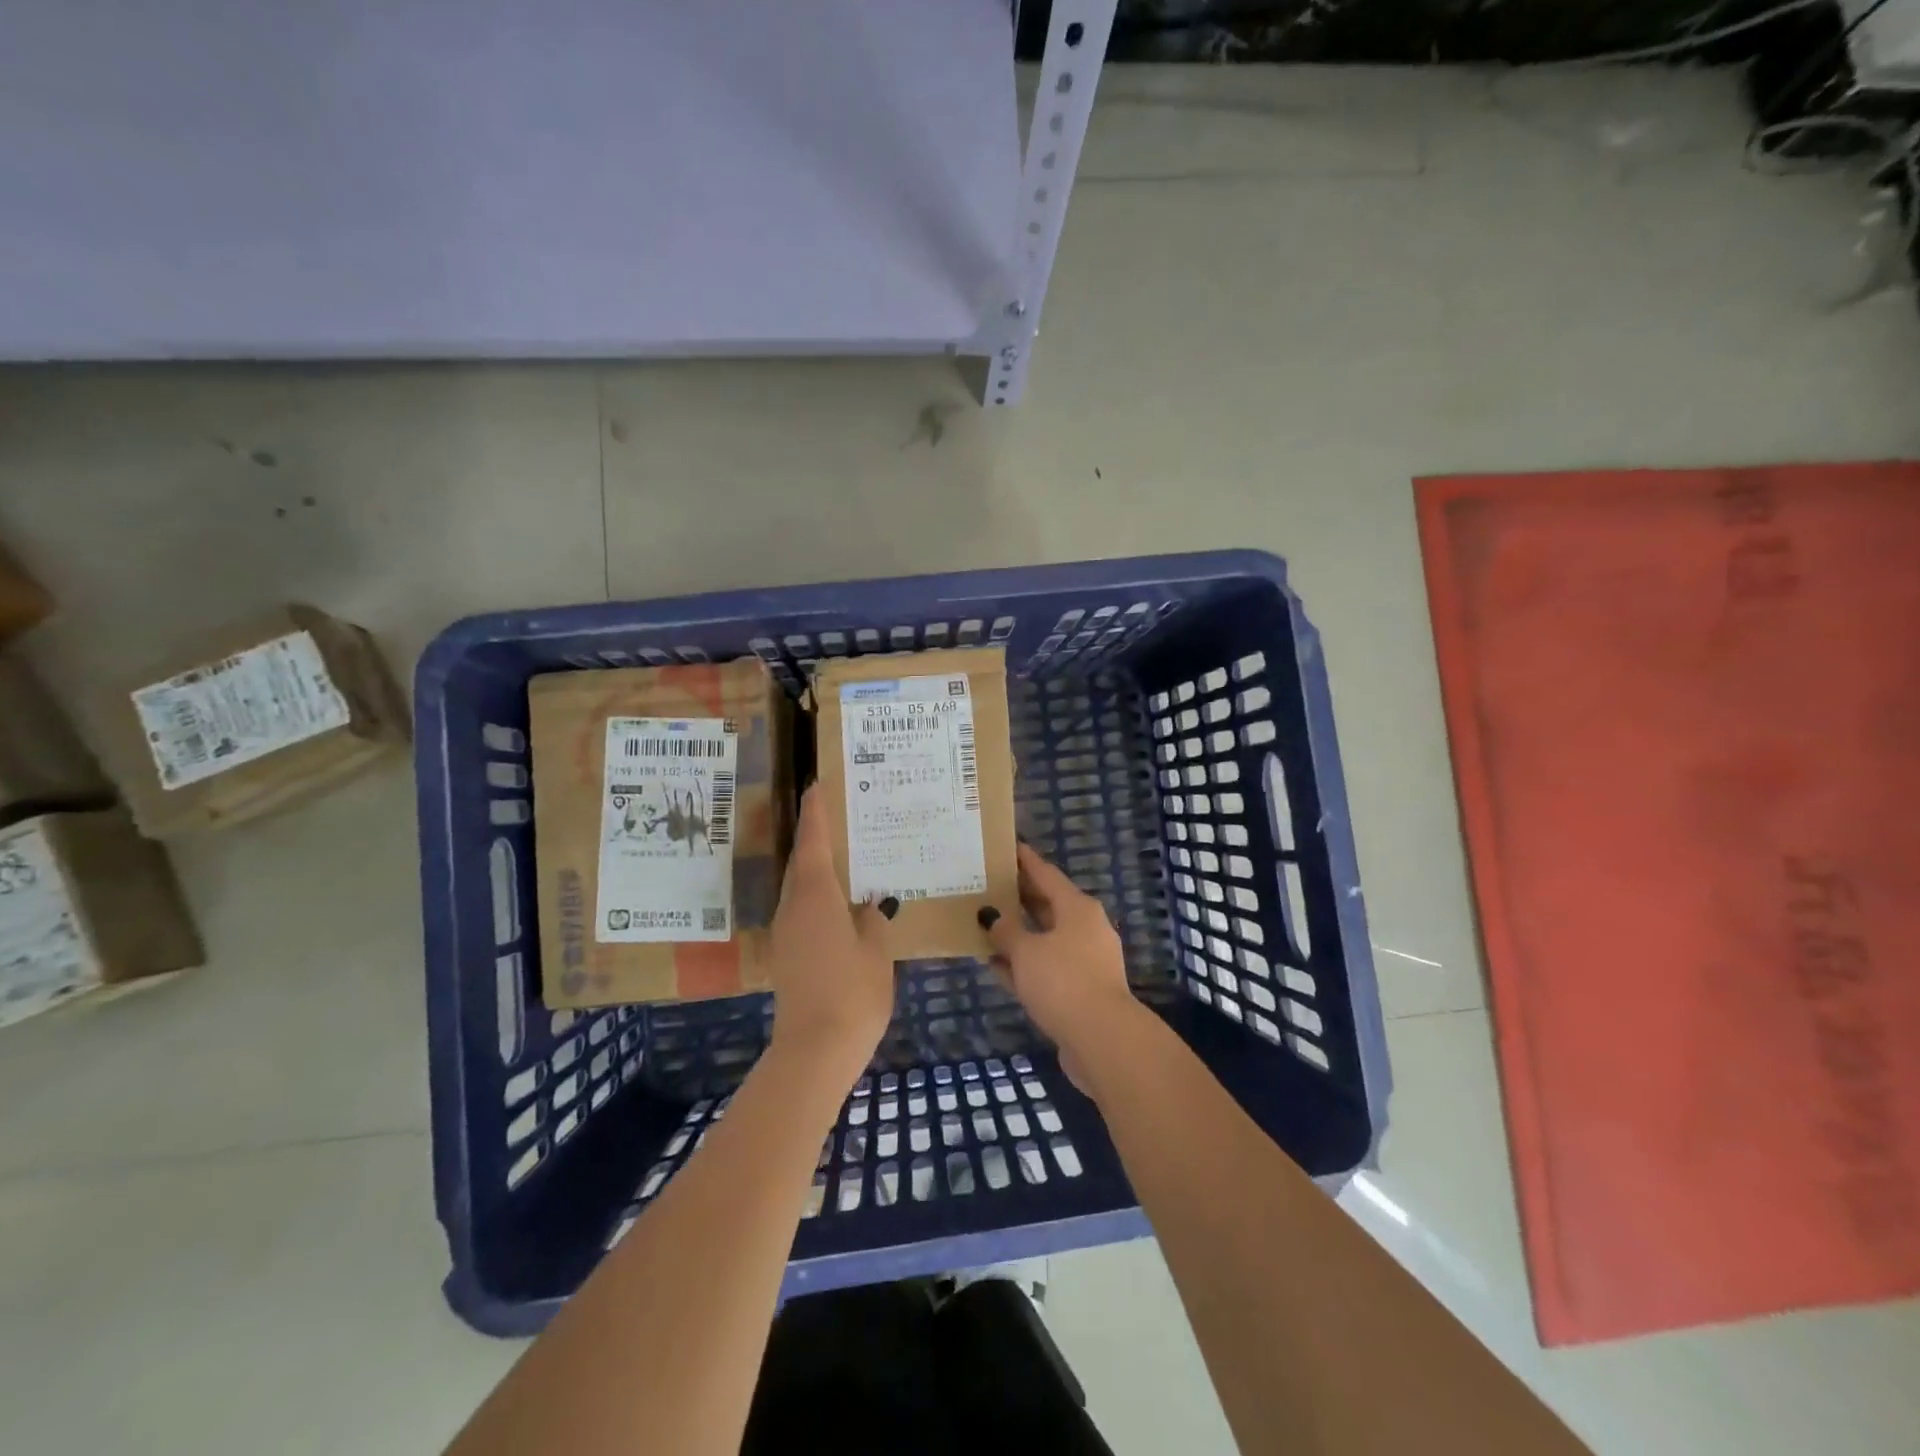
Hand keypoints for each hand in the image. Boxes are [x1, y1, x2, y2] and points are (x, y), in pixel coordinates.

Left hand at [765, 784, 896, 1088]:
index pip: (814, 842)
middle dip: (816, 837)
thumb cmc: (852, 991)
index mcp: (815, 895)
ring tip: (847, 857)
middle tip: (842, 818)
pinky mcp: (787, 955)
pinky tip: (841, 904)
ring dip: (817, 868)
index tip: (817, 785)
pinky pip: (802, 910)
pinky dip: (818, 896)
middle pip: (802, 861)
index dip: (816, 813)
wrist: (814, 1050)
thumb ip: (873, 919)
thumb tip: (870, 906)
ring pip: (800, 887)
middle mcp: (793, 906)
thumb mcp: (876, 950)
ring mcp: (786, 932)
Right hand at [978, 844, 1140, 1066]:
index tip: (1007, 846)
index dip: (1025, 860)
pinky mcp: (1079, 991)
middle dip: (1018, 896)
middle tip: (987, 884)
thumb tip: (991, 916)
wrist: (1102, 1040)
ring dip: (1017, 934)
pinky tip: (995, 964)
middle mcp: (1085, 929)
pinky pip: (1045, 968)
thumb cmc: (1063, 981)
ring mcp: (1085, 961)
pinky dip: (1023, 964)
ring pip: (1044, 939)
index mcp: (1077, 908)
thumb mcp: (1026, 951)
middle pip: (1047, 905)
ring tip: (985, 924)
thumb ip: (1005, 931)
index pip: (1046, 874)